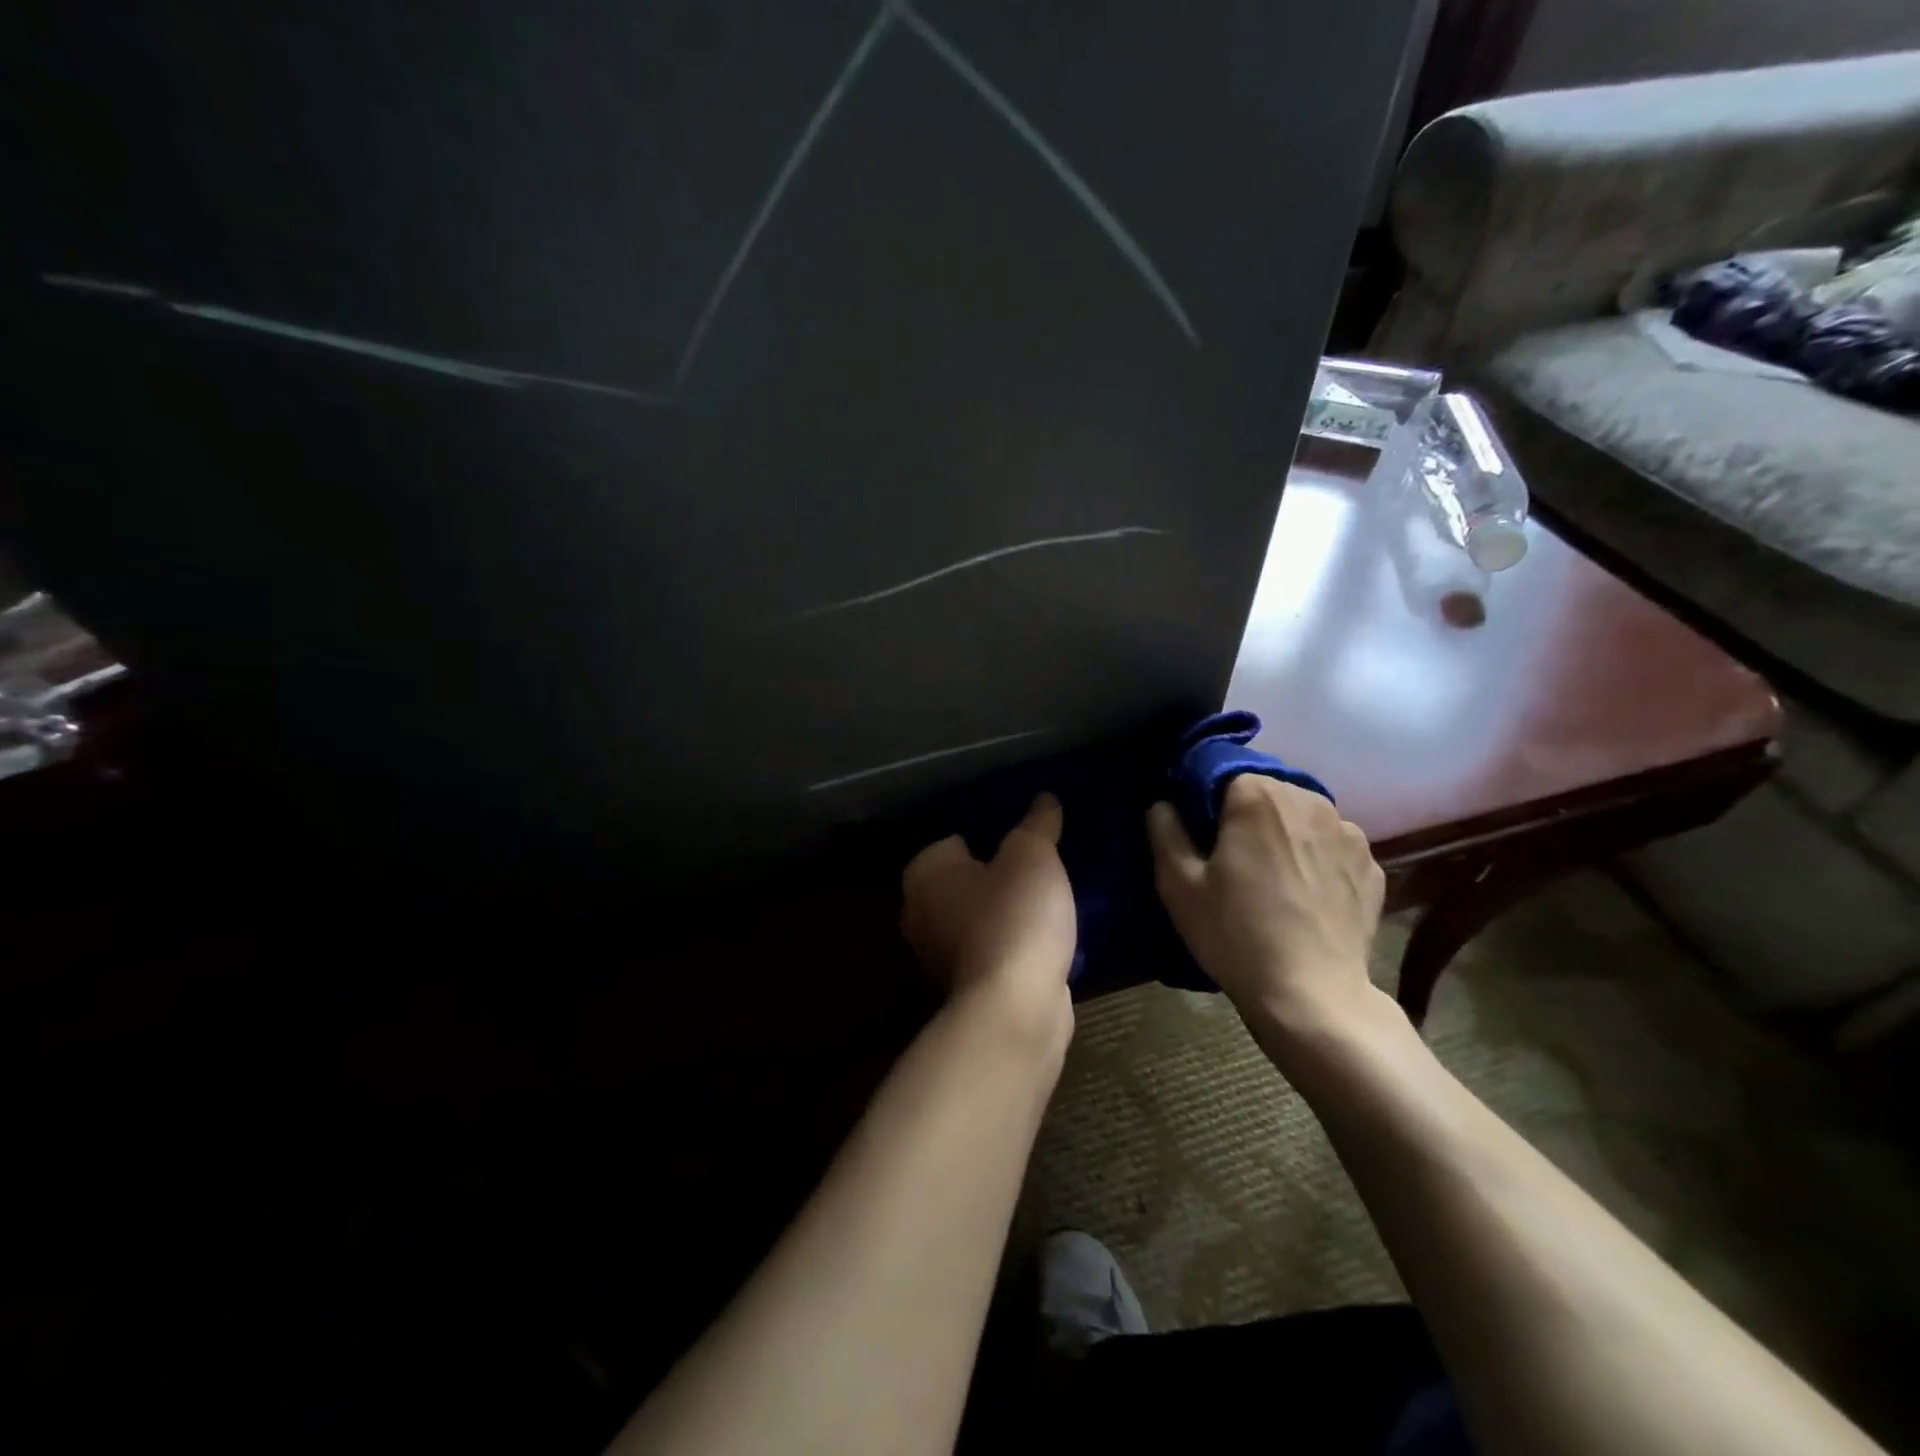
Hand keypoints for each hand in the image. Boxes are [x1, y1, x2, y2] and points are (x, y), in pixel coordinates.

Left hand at [901, 794, 1074, 1037]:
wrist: (1015, 1007)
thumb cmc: (1014, 915)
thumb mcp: (1033, 855)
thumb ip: (1037, 824)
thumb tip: (1044, 799)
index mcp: (924, 874)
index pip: (953, 842)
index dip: (988, 839)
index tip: (1021, 842)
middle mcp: (920, 913)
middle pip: (965, 882)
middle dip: (997, 877)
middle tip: (1038, 868)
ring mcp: (940, 956)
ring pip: (978, 919)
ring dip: (1006, 913)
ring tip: (1048, 902)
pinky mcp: (967, 987)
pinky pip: (993, 951)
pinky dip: (1013, 946)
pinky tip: (1045, 940)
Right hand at [1147, 777, 1384, 1037]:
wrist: (1313, 996)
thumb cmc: (1236, 934)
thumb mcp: (1178, 885)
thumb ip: (1165, 831)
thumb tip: (1163, 803)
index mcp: (1257, 796)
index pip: (1221, 774)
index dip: (1203, 802)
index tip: (1197, 835)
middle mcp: (1309, 799)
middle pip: (1265, 791)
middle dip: (1244, 814)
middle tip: (1230, 858)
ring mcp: (1348, 832)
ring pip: (1302, 816)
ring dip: (1283, 832)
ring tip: (1271, 877)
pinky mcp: (1372, 865)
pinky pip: (1332, 846)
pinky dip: (1316, 857)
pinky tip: (1304, 894)